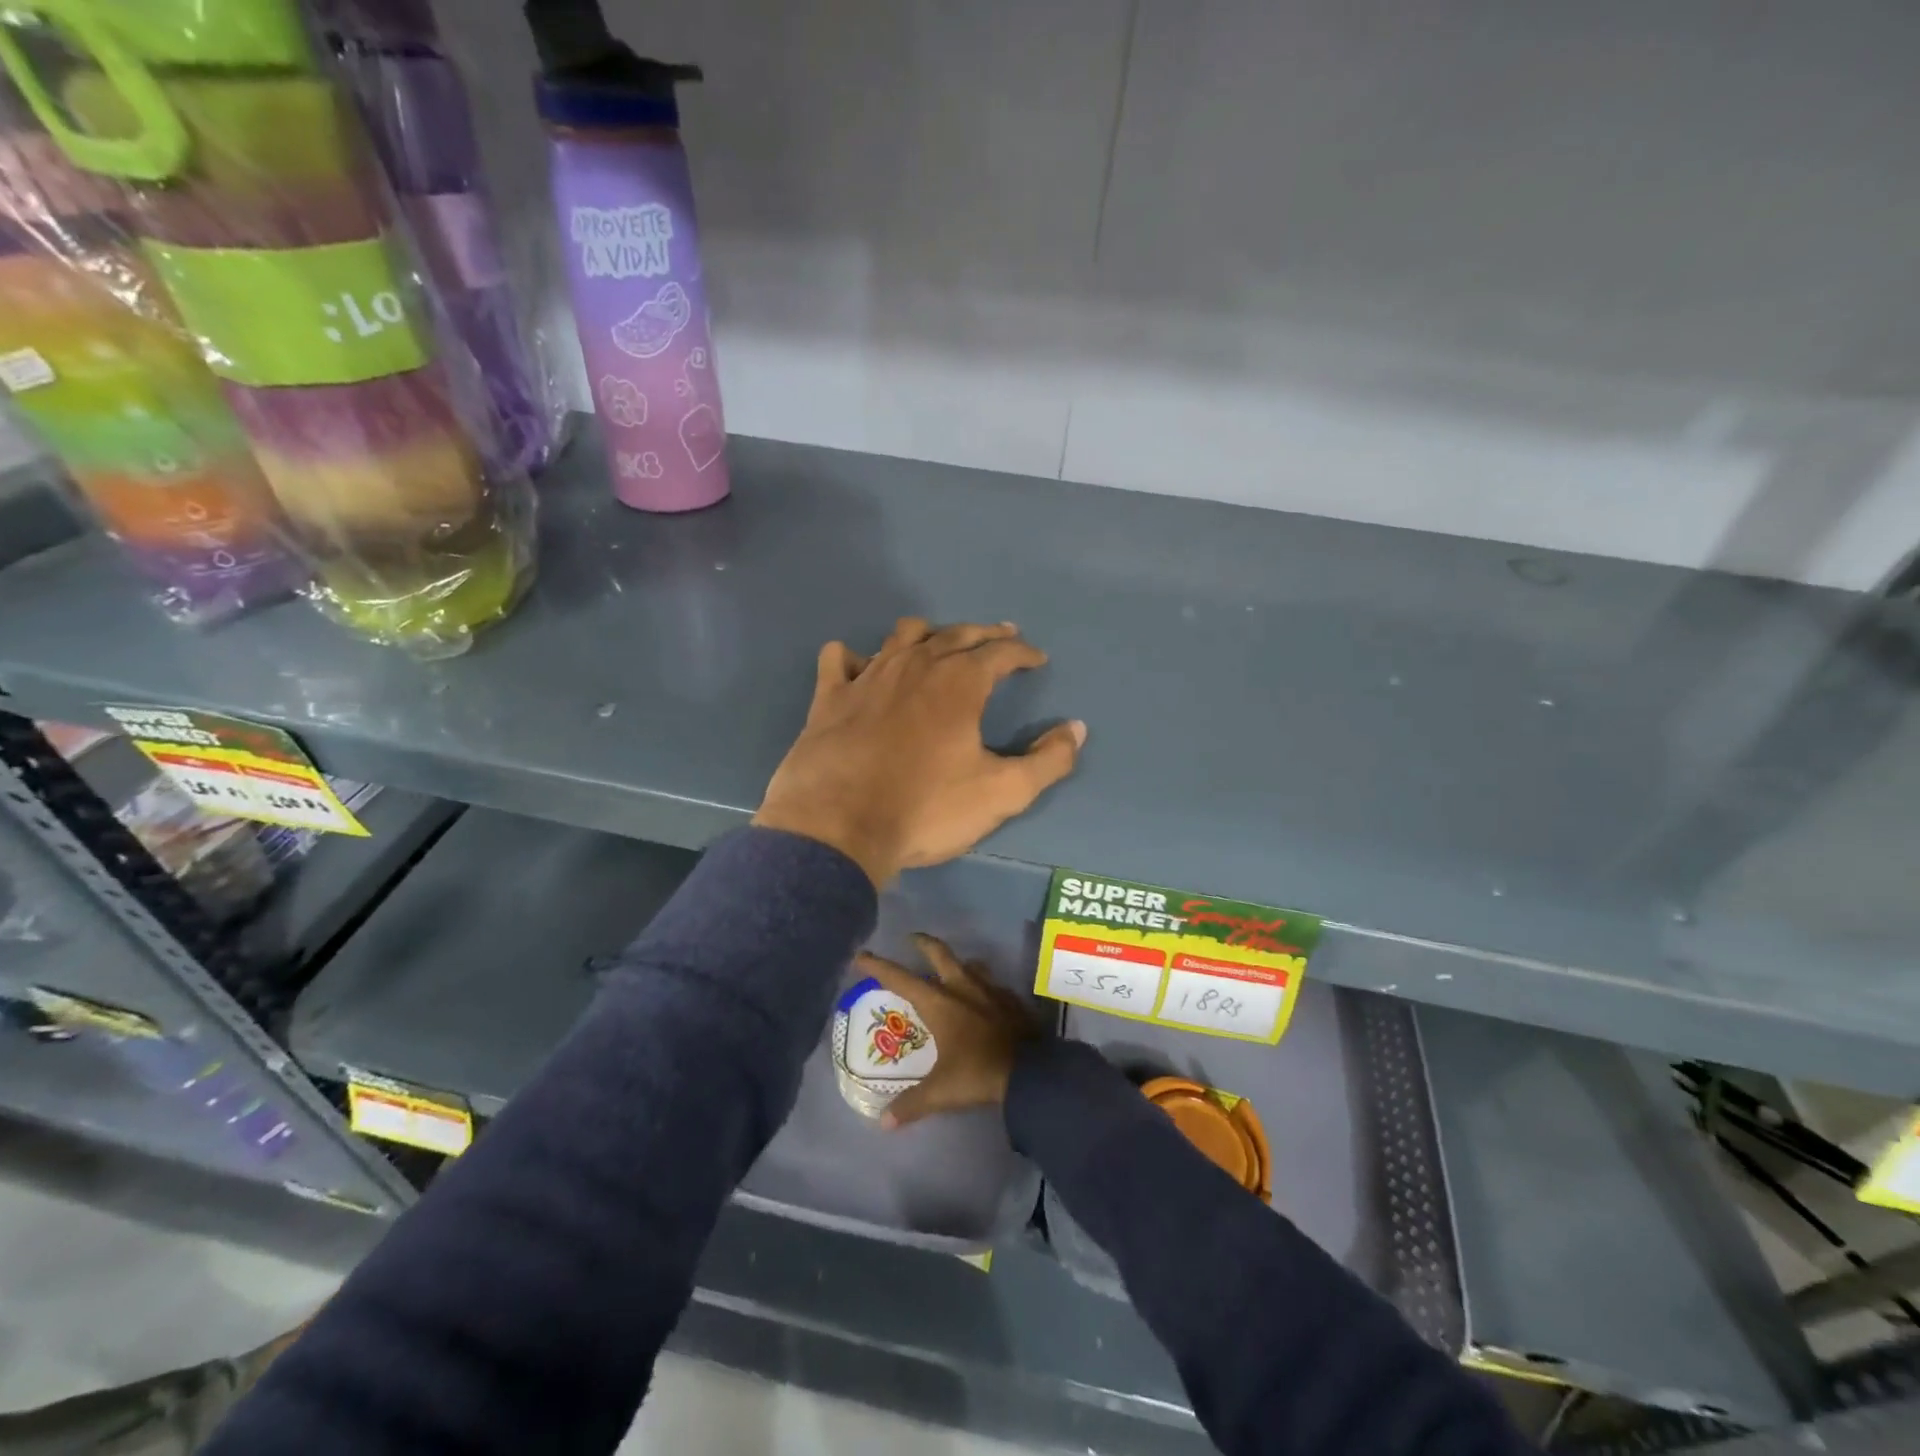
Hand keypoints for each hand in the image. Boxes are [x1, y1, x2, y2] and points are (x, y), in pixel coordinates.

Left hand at [753, 618, 1085, 885]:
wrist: (838, 828)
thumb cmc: (926, 809)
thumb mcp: (1001, 793)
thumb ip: (1047, 762)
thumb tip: (1076, 729)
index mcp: (959, 684)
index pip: (1000, 653)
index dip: (1023, 652)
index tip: (1037, 658)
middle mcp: (915, 666)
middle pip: (955, 635)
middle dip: (983, 634)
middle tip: (1000, 635)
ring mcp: (868, 677)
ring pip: (902, 636)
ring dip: (928, 634)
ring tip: (939, 643)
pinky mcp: (830, 697)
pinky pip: (840, 659)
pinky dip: (854, 656)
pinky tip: (859, 666)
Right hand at [856, 934, 1038, 1128]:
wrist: (1032, 1071)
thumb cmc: (979, 1073)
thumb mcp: (941, 1091)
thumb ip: (911, 1104)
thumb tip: (884, 1122)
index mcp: (940, 1003)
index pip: (901, 978)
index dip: (879, 966)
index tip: (863, 955)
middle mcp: (963, 988)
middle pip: (939, 954)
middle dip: (923, 944)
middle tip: (911, 939)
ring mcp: (991, 990)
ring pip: (970, 965)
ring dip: (957, 963)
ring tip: (950, 968)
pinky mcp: (1012, 1000)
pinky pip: (992, 984)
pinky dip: (982, 985)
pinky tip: (984, 997)